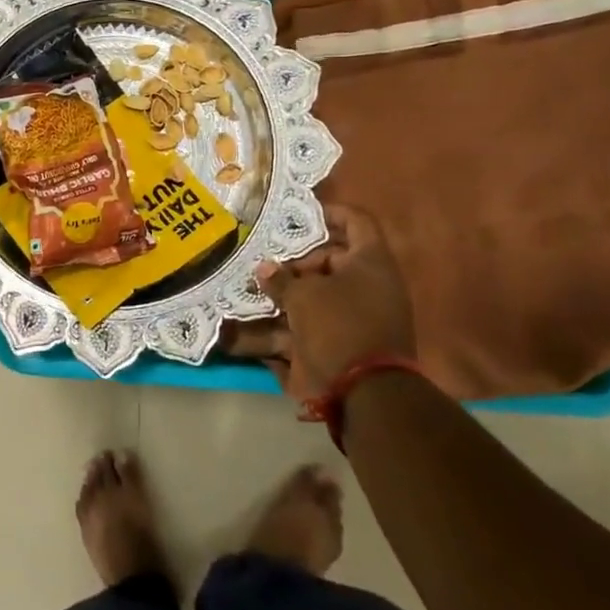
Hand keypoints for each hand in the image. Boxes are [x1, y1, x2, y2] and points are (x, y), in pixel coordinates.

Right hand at [254, 205, 414, 402]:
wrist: (364, 396)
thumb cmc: (339, 327)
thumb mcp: (304, 297)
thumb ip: (281, 280)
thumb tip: (264, 269)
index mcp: (369, 264)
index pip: (356, 223)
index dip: (329, 213)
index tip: (298, 214)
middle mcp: (365, 288)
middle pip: (328, 263)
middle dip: (292, 262)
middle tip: (263, 259)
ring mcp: (352, 320)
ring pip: (310, 300)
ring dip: (280, 298)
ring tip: (244, 291)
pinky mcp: (338, 348)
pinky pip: (303, 333)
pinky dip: (277, 333)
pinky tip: (240, 331)